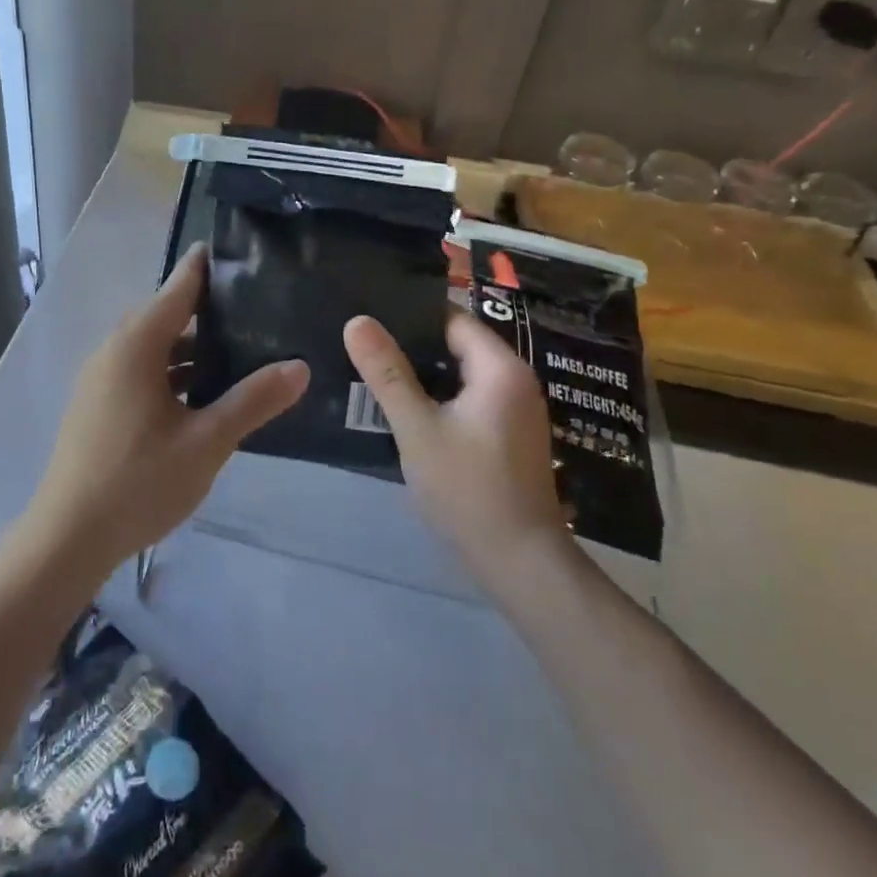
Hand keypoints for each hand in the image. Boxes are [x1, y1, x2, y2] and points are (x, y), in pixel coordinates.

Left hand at [25, 245, 309, 576]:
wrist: (69, 536)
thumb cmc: (139, 481)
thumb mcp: (207, 441)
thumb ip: (253, 400)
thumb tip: (299, 366)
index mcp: (136, 345)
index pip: (177, 288)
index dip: (206, 268)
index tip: (238, 252)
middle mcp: (114, 351)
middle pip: (165, 316)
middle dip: (207, 311)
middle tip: (255, 309)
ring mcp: (101, 379)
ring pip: (153, 348)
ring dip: (190, 349)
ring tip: (239, 353)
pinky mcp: (98, 405)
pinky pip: (141, 371)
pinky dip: (172, 373)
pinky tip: (203, 396)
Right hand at [343, 311, 568, 586]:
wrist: (519, 562)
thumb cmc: (468, 489)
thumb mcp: (417, 428)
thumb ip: (386, 373)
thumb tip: (357, 321)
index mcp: (500, 369)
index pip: (452, 318)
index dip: (410, 314)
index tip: (369, 314)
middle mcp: (515, 381)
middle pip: (456, 345)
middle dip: (410, 345)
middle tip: (361, 343)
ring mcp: (514, 410)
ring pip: (459, 375)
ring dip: (421, 374)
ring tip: (372, 370)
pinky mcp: (507, 436)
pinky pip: (467, 400)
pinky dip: (437, 398)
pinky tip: (402, 408)